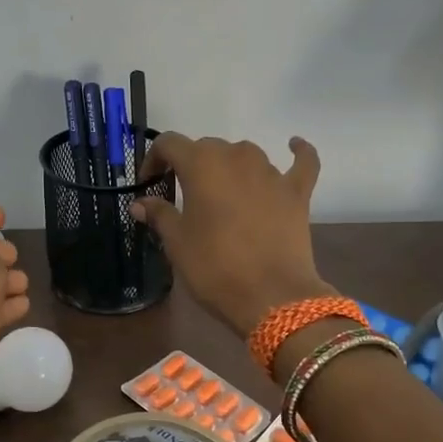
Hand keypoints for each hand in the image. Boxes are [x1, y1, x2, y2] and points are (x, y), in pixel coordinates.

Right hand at [131, 133, 333, 338]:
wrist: (271, 296)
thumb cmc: (214, 267)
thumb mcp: (177, 243)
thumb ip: (159, 215)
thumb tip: (140, 203)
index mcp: (202, 164)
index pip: (170, 144)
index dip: (154, 159)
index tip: (149, 183)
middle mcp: (237, 157)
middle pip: (208, 147)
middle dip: (191, 165)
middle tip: (183, 195)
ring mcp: (271, 172)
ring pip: (245, 154)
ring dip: (230, 166)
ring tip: (222, 191)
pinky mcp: (297, 192)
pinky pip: (302, 163)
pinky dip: (298, 152)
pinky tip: (295, 145)